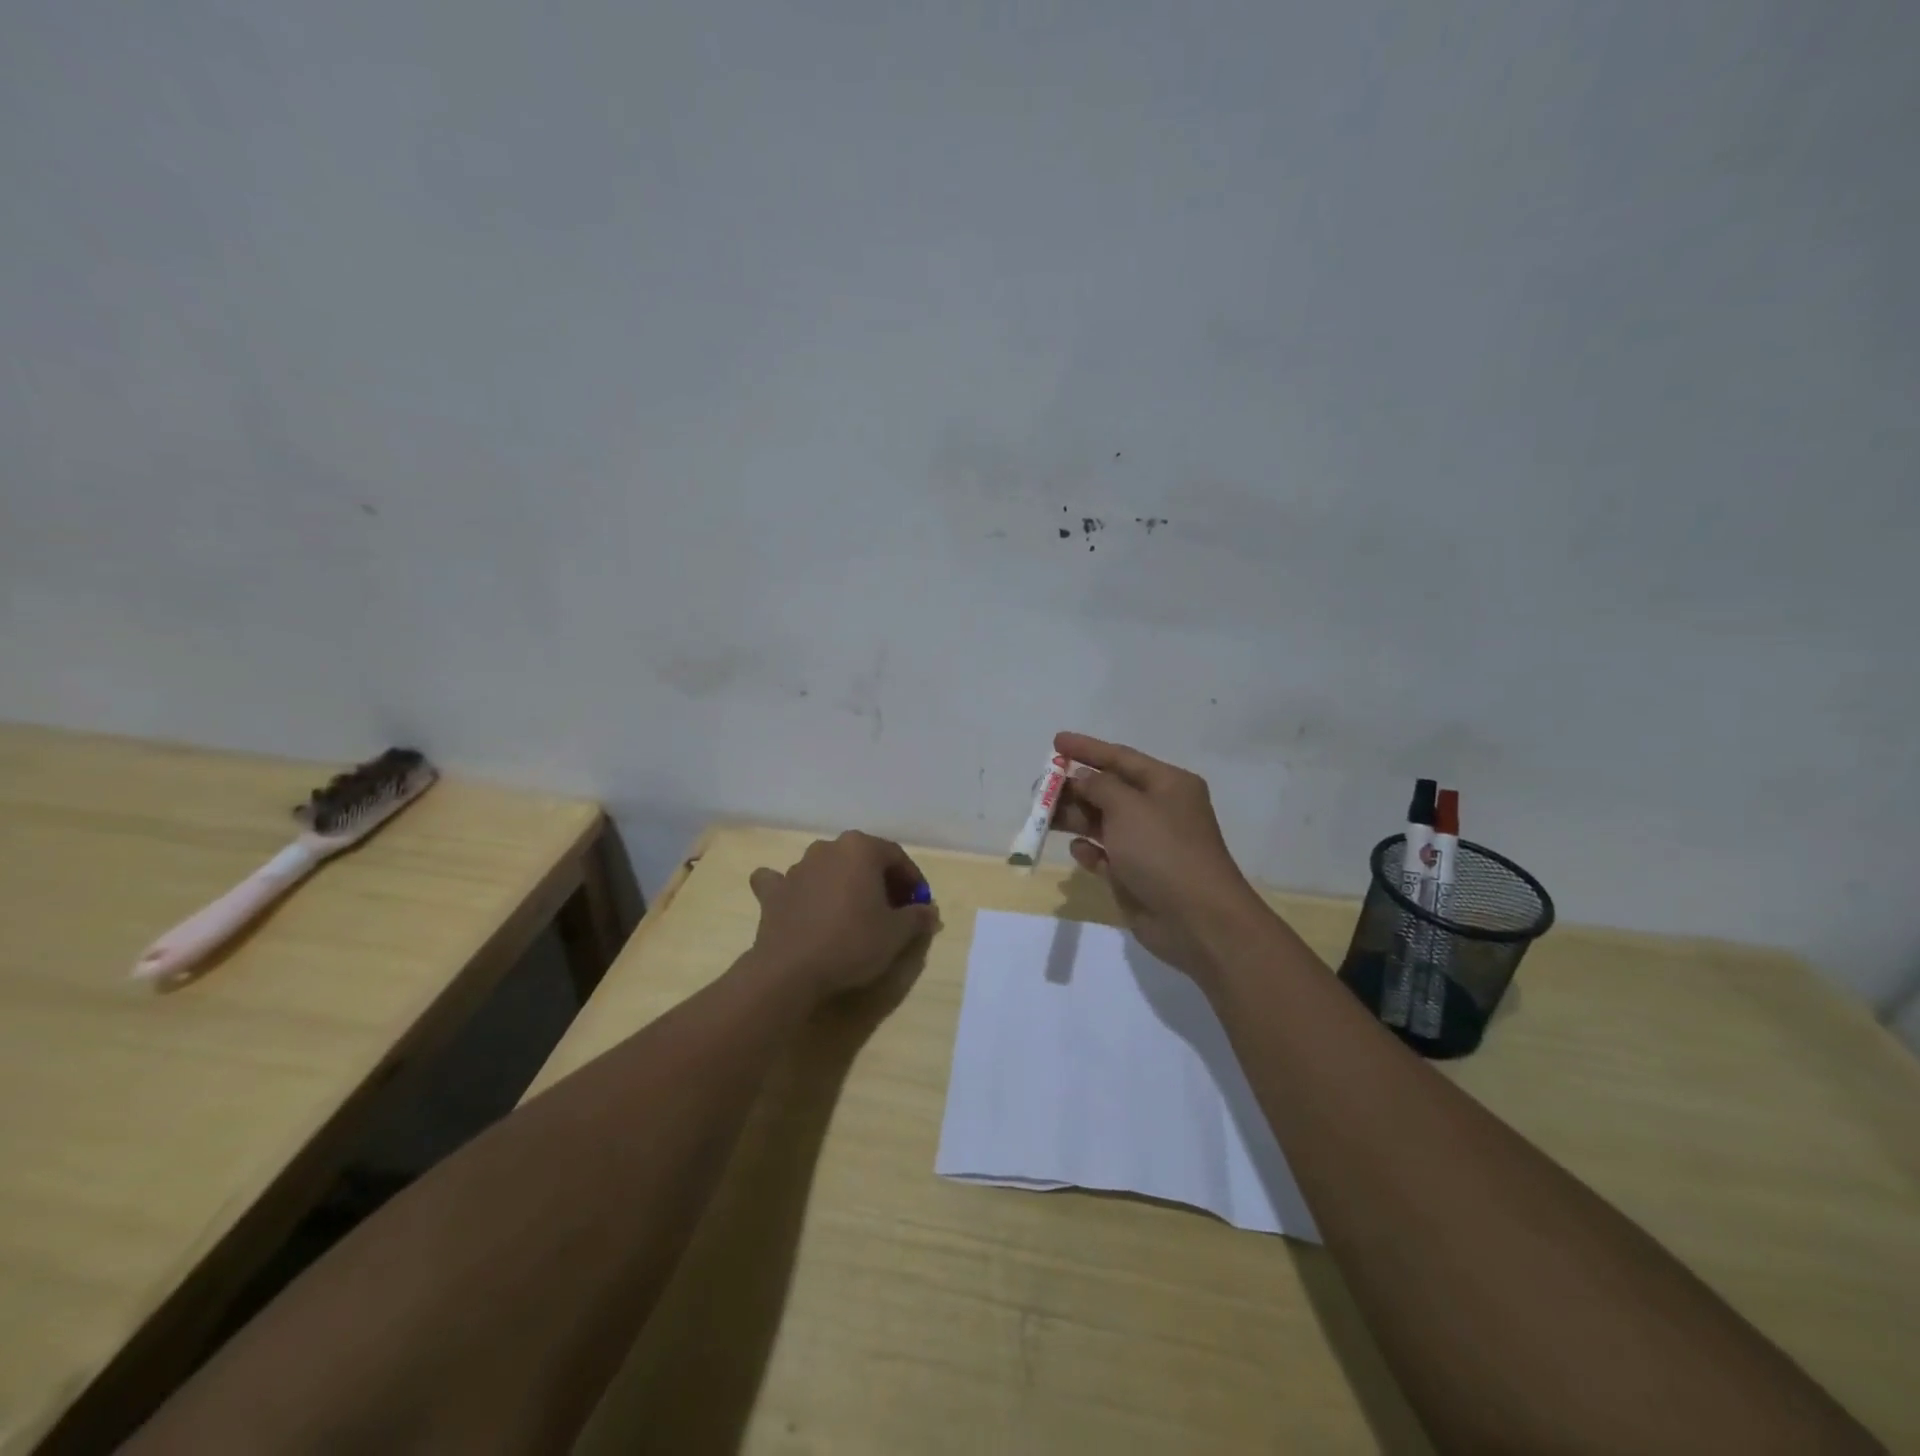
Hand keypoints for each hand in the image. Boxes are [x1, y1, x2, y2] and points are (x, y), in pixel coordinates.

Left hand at [747, 832, 937, 999]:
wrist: (791, 970)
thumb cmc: (852, 942)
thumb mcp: (897, 933)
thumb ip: (917, 916)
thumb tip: (929, 911)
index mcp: (860, 848)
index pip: (896, 856)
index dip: (912, 880)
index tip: (920, 904)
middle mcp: (827, 848)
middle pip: (862, 859)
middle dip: (879, 880)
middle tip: (892, 910)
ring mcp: (796, 868)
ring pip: (827, 868)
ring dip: (842, 884)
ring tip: (853, 913)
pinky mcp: (773, 892)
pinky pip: (784, 882)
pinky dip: (795, 889)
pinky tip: (798, 901)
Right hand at [1053, 732, 1271, 978]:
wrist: (1197, 919)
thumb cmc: (1164, 851)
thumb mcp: (1128, 807)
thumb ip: (1099, 786)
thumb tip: (1084, 778)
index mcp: (1167, 784)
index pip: (1121, 758)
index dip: (1087, 749)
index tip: (1055, 742)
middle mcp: (1158, 809)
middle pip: (1108, 790)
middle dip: (1074, 788)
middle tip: (1039, 789)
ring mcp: (1147, 844)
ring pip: (1102, 822)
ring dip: (1074, 818)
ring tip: (1043, 819)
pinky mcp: (1136, 875)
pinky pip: (1105, 855)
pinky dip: (1090, 851)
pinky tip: (1079, 851)